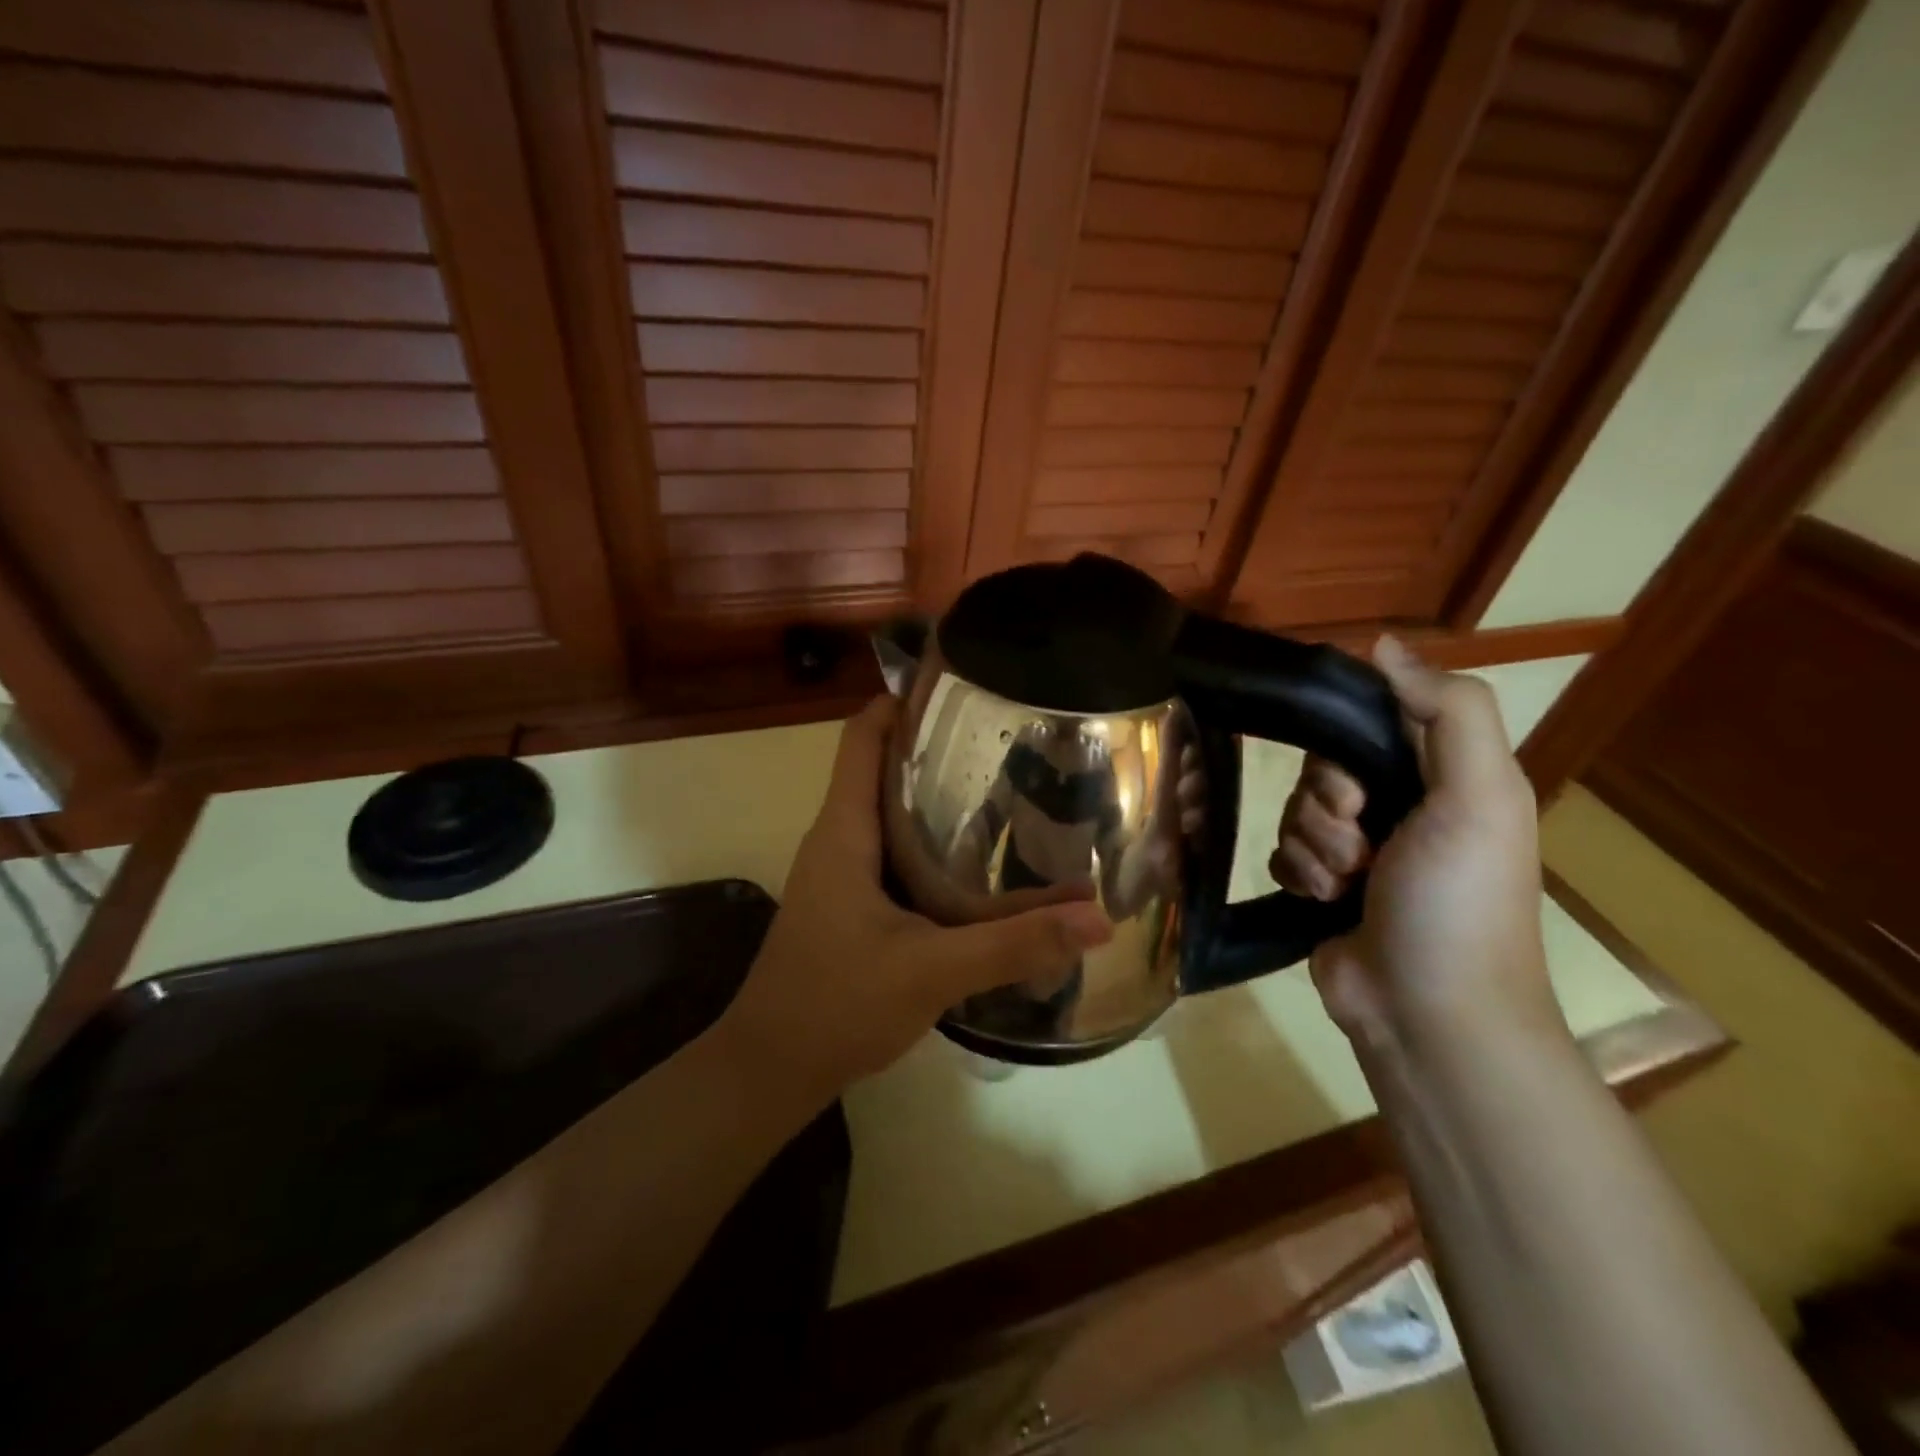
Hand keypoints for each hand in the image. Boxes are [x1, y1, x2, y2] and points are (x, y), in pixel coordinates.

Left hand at [720, 698, 1113, 1107]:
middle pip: (881, 768)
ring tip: (1001, 788)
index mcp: (843, 831)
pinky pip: (891, 852)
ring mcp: (841, 873)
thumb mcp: (931, 971)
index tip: (957, 688)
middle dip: (933, 748)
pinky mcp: (851, 904)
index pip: (861, 738)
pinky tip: (975, 862)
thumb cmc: (836, 1004)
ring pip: (888, 812)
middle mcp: (838, 840)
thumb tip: (1097, 919)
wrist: (772, 1068)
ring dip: (933, 796)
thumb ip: (1013, 944)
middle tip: (1002, 740)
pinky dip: (929, 842)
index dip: (900, 702)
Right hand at [1271, 638, 1560, 1047]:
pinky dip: (1298, 874)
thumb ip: (1449, 711)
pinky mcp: (1322, 887)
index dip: (1346, 742)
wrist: (1429, 1014)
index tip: (1356, 784)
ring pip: (1296, 811)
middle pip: (1323, 767)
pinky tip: (1324, 903)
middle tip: (1361, 843)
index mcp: (1444, 778)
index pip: (1373, 722)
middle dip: (1329, 806)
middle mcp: (1401, 808)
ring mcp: (1358, 851)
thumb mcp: (1480, 797)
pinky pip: (1282, 852)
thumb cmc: (1459, 901)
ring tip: (1347, 887)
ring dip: (1314, 848)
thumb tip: (1383, 645)